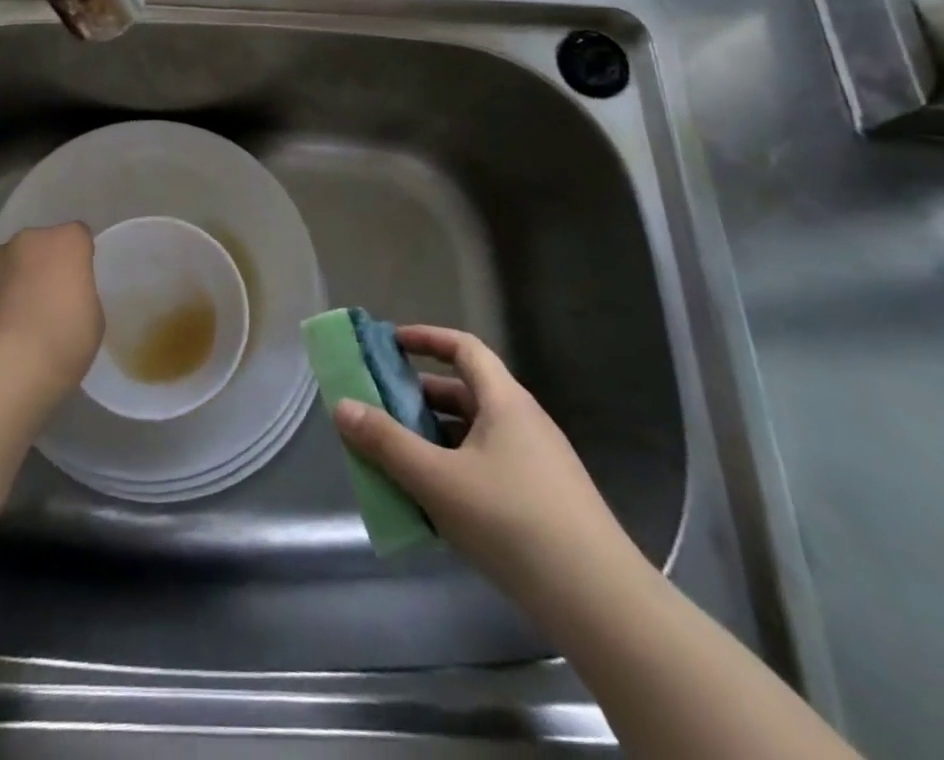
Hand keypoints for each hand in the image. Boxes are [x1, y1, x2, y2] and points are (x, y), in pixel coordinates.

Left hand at [0, 223, 102, 395]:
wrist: (10, 366)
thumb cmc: (65, 338)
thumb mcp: (93, 314)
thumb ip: (79, 290)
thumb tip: (64, 293)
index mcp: (67, 240)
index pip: (78, 236)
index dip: (79, 258)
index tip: (79, 284)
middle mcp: (30, 238)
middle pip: (42, 244)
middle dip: (46, 263)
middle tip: (50, 299)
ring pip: (13, 260)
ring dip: (18, 276)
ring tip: (20, 315)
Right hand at [333, 325, 629, 589]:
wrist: (601, 604)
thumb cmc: (513, 522)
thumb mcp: (438, 480)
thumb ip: (386, 443)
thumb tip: (342, 406)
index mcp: (505, 401)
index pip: (464, 347)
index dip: (425, 338)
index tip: (390, 343)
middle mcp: (525, 422)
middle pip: (466, 392)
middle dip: (420, 396)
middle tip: (381, 407)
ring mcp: (539, 463)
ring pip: (476, 433)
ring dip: (436, 437)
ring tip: (398, 457)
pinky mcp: (545, 502)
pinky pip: (489, 466)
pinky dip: (456, 469)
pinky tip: (436, 504)